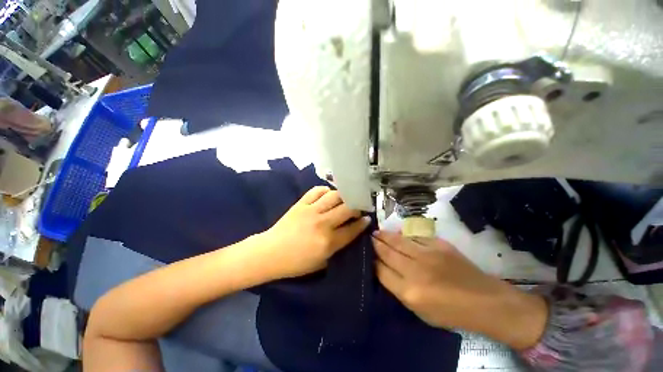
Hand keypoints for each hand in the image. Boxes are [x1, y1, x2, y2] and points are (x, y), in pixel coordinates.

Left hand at [259, 186, 369, 278]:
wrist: (270, 253)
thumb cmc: (296, 263)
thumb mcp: (322, 263)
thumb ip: (338, 248)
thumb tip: (350, 233)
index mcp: (328, 242)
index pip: (353, 229)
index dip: (363, 223)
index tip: (367, 218)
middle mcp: (323, 223)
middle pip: (347, 208)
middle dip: (357, 207)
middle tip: (358, 207)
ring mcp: (311, 211)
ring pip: (334, 196)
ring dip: (343, 196)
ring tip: (345, 199)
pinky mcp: (301, 203)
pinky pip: (316, 190)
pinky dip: (325, 190)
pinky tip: (328, 195)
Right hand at [373, 231, 547, 349]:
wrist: (485, 301)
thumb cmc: (451, 312)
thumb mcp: (420, 311)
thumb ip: (399, 289)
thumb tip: (384, 270)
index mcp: (409, 292)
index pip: (381, 271)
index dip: (372, 262)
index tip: (367, 256)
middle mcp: (415, 270)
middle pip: (387, 252)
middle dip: (375, 244)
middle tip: (368, 237)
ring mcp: (427, 254)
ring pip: (398, 241)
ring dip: (385, 235)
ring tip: (376, 232)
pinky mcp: (438, 245)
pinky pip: (414, 237)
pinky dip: (403, 235)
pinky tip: (397, 233)